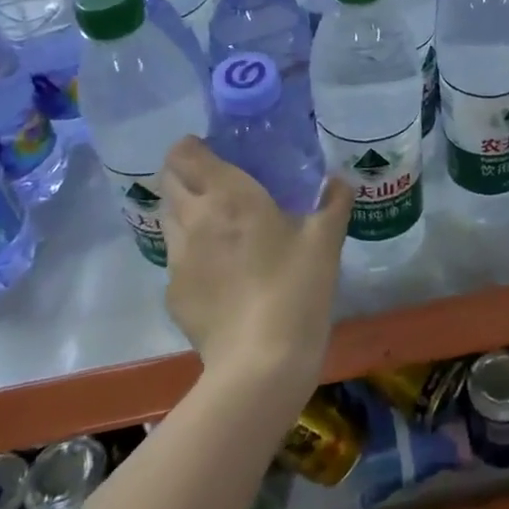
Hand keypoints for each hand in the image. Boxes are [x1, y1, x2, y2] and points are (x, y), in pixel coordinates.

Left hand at [159, 138, 352, 393]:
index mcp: (228, 196)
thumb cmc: (296, 287)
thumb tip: (338, 181)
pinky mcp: (174, 293)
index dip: (191, 146)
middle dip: (186, 174)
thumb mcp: (326, 240)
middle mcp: (193, 219)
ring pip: (169, 219)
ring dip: (186, 211)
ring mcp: (177, 259)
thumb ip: (334, 202)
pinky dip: (192, 253)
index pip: (185, 154)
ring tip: (218, 224)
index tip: (211, 149)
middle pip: (169, 182)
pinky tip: (220, 271)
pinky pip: (177, 259)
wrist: (261, 362)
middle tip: (217, 183)